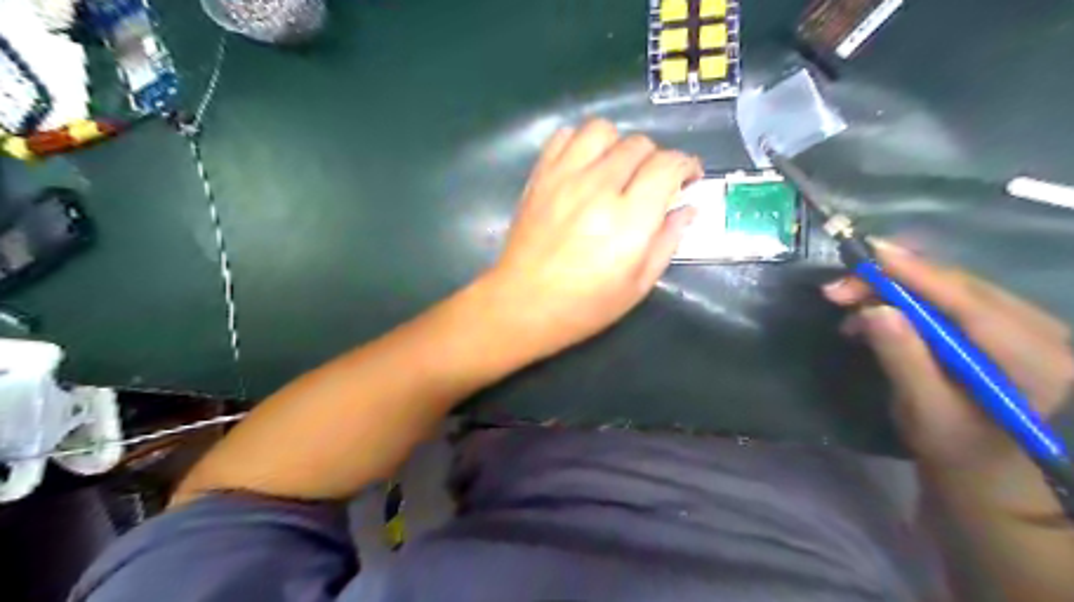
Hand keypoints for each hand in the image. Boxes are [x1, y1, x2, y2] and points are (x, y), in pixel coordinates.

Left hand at [482, 121, 701, 359]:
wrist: (524, 304)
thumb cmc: (585, 305)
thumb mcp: (638, 285)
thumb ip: (667, 241)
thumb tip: (687, 209)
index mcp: (629, 219)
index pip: (668, 165)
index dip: (686, 166)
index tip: (687, 180)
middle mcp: (598, 187)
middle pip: (639, 144)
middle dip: (655, 160)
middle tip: (651, 185)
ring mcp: (564, 177)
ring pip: (602, 130)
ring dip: (618, 145)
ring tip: (616, 170)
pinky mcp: (540, 177)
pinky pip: (564, 136)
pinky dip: (581, 143)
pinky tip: (584, 167)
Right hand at [823, 243, 1073, 471]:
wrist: (989, 475)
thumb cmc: (958, 452)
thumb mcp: (926, 411)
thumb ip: (905, 359)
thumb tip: (875, 309)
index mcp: (1031, 358)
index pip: (967, 300)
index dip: (915, 272)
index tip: (867, 253)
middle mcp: (1036, 331)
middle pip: (956, 287)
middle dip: (892, 279)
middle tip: (836, 289)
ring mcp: (1020, 328)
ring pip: (948, 290)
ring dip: (893, 291)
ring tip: (846, 304)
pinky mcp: (998, 330)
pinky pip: (948, 302)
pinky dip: (905, 302)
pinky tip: (874, 316)